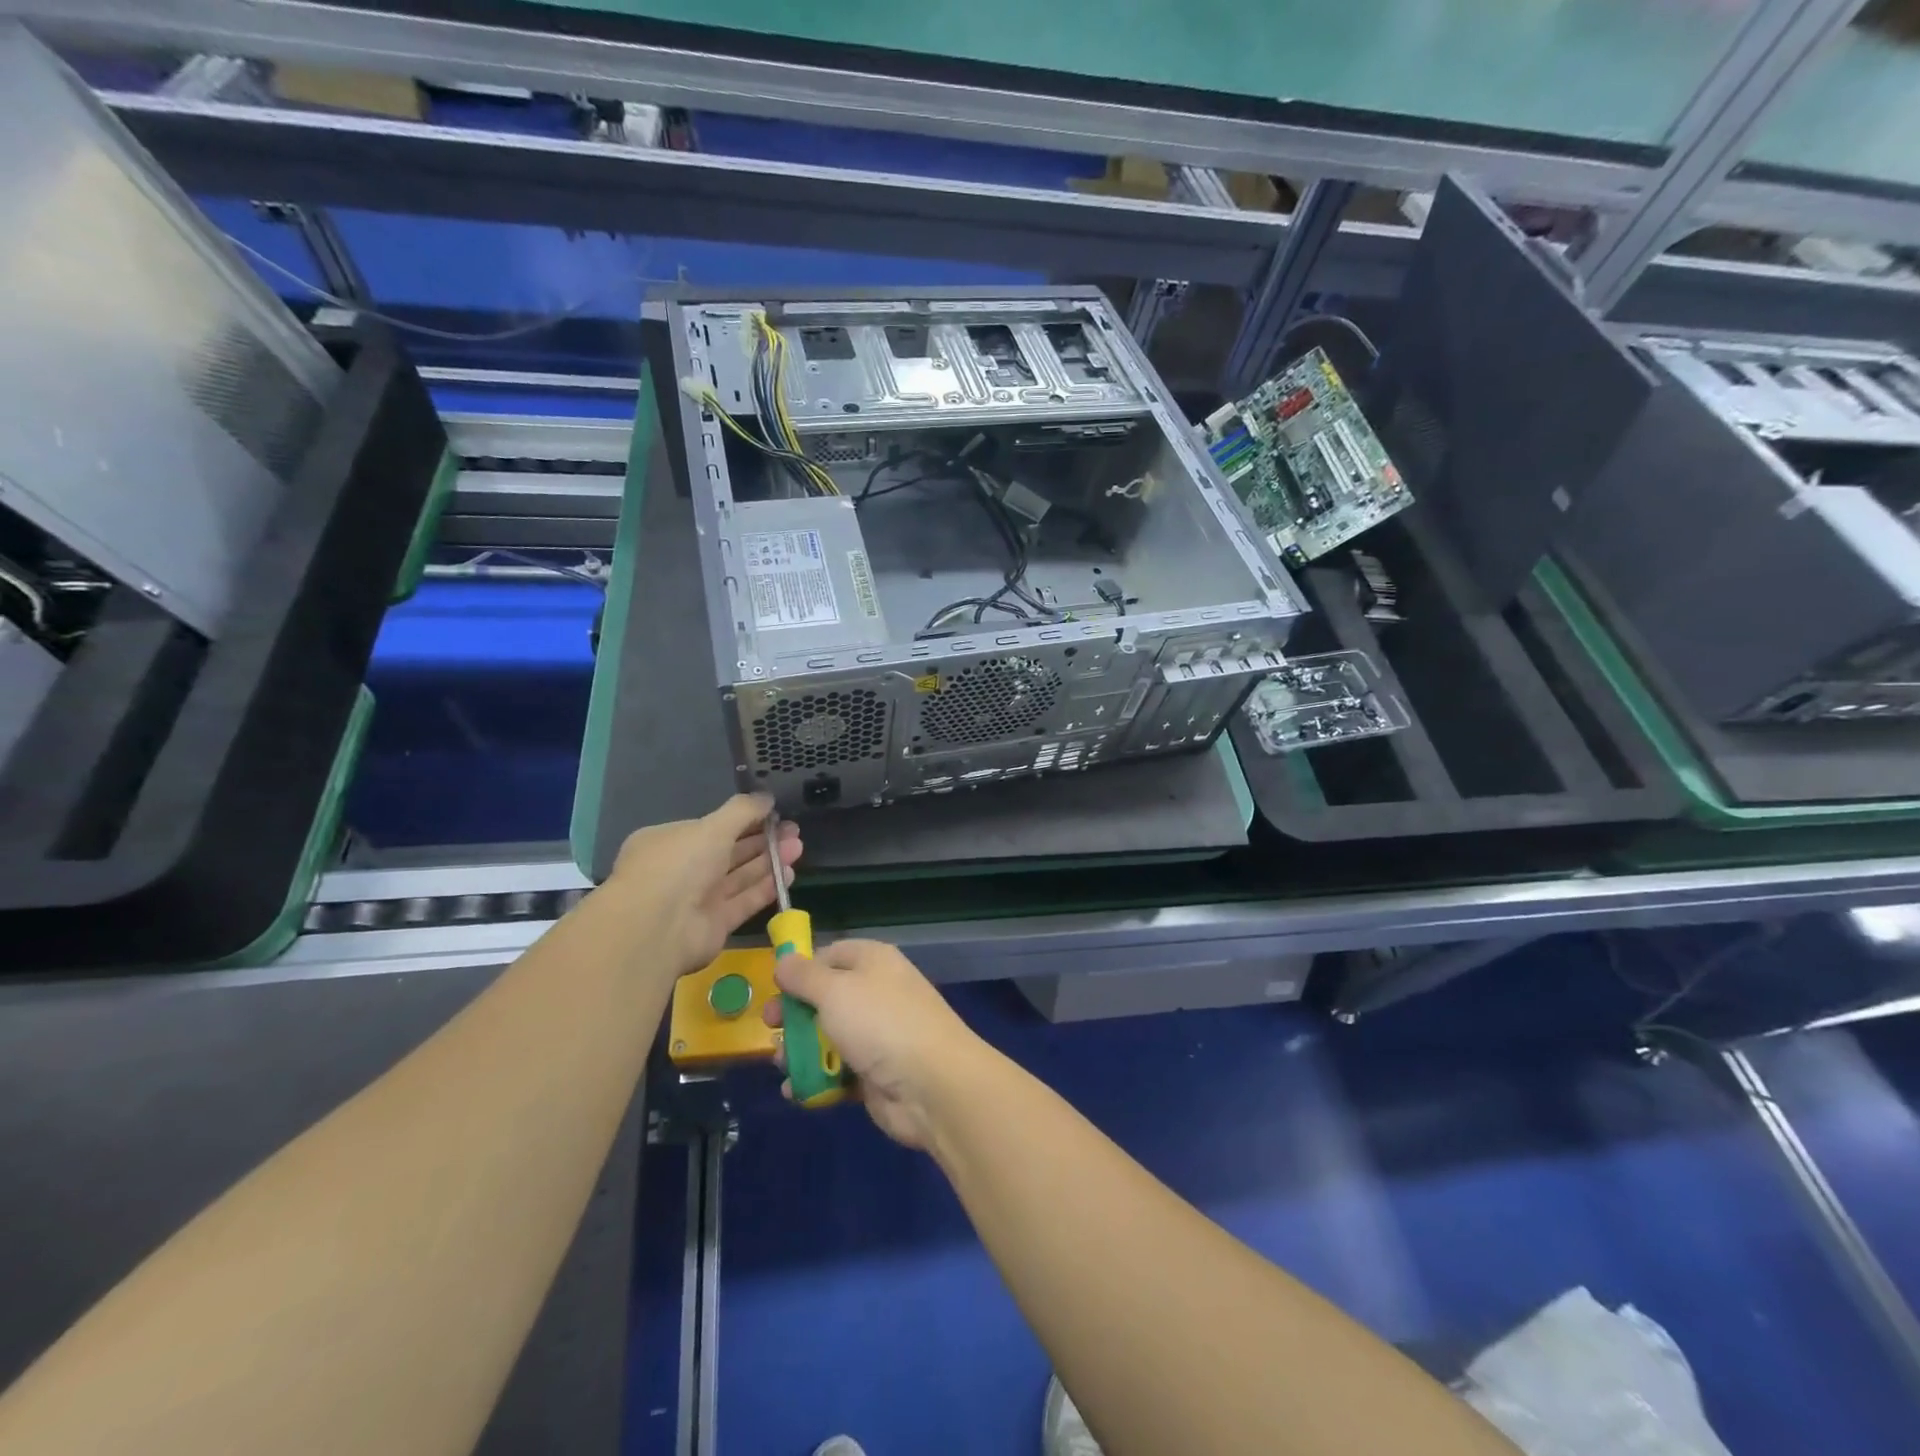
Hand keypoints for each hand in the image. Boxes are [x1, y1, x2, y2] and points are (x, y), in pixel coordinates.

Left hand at [607, 794, 801, 978]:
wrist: (657, 928)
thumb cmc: (679, 864)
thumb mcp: (712, 826)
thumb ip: (743, 810)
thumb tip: (767, 797)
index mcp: (671, 841)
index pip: (712, 827)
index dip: (745, 819)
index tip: (774, 813)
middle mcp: (682, 869)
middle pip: (730, 852)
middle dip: (763, 840)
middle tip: (794, 831)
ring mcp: (697, 899)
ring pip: (739, 876)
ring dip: (769, 861)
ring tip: (798, 847)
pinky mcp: (714, 924)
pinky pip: (743, 901)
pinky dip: (765, 888)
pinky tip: (788, 874)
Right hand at [763, 940, 990, 1149]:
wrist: (932, 1085)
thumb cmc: (880, 1024)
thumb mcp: (835, 990)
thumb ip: (804, 976)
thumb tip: (784, 960)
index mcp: (872, 962)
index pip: (831, 954)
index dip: (802, 969)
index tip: (775, 988)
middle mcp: (875, 993)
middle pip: (824, 999)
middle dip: (794, 1016)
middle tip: (771, 1029)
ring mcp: (876, 1035)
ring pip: (826, 1038)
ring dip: (799, 1051)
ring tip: (782, 1066)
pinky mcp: (874, 1074)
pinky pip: (836, 1072)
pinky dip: (815, 1081)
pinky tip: (795, 1092)